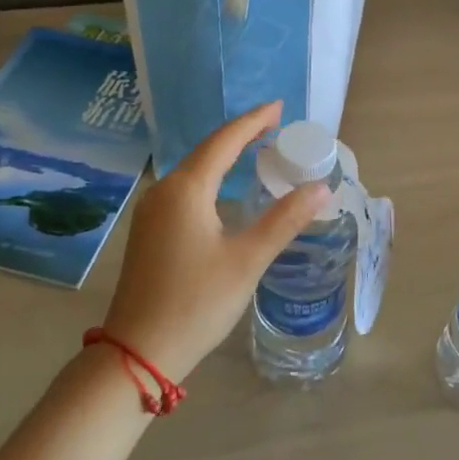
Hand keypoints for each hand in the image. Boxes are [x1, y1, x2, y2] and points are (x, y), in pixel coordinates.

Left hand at [99, 102, 328, 383]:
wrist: (137, 353)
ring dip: (225, 156)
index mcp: (187, 189)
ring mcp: (151, 211)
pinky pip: (185, 188)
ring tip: (256, 148)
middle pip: (208, 150)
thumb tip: (321, 188)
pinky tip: (224, 186)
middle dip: (241, 134)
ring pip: (194, 169)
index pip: (225, 140)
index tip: (280, 106)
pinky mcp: (148, 230)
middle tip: (275, 124)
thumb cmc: (196, 302)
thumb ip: (284, 220)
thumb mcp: (247, 260)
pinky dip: (211, 176)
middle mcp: (164, 190)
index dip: (254, 121)